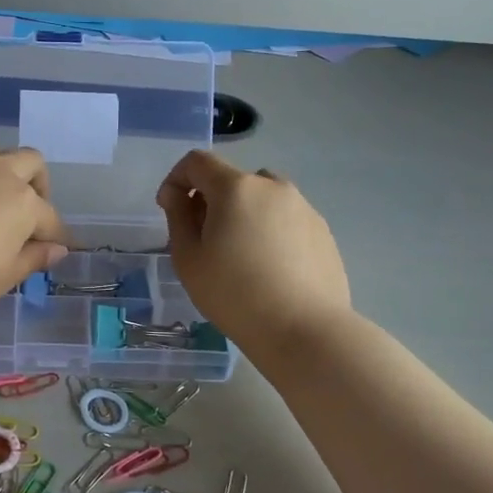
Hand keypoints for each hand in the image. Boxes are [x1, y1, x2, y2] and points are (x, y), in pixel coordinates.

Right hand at [157, 149, 350, 353]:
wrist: (305, 331)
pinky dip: (270, 232)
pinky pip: (286, 220)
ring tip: (240, 256)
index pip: (198, 161)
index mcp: (236, 187)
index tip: (170, 209)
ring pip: (262, 199)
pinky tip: (270, 270)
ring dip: (244, 215)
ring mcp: (304, 207)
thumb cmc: (235, 294)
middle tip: (204, 240)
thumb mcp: (188, 259)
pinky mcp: (323, 232)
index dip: (176, 179)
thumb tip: (179, 196)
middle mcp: (273, 187)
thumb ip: (178, 217)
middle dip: (211, 200)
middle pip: (232, 180)